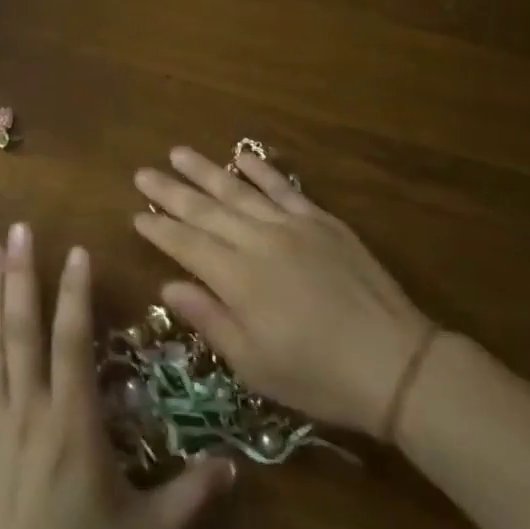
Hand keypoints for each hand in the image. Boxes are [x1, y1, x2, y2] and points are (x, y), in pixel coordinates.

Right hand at [133, 148, 433, 437]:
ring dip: (205, 171)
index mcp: (237, 278)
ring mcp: (291, 226)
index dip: (159, 229)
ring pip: (239, 190)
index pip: (186, 244)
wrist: (394, 363)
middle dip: (170, 191)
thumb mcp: (253, 364)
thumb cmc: (316, 375)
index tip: (135, 214)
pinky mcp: (321, 221)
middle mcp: (258, 241)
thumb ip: (209, 319)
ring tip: (178, 152)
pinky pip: (284, 187)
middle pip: (205, 210)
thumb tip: (168, 286)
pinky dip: (260, 170)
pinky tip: (241, 156)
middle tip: (142, 172)